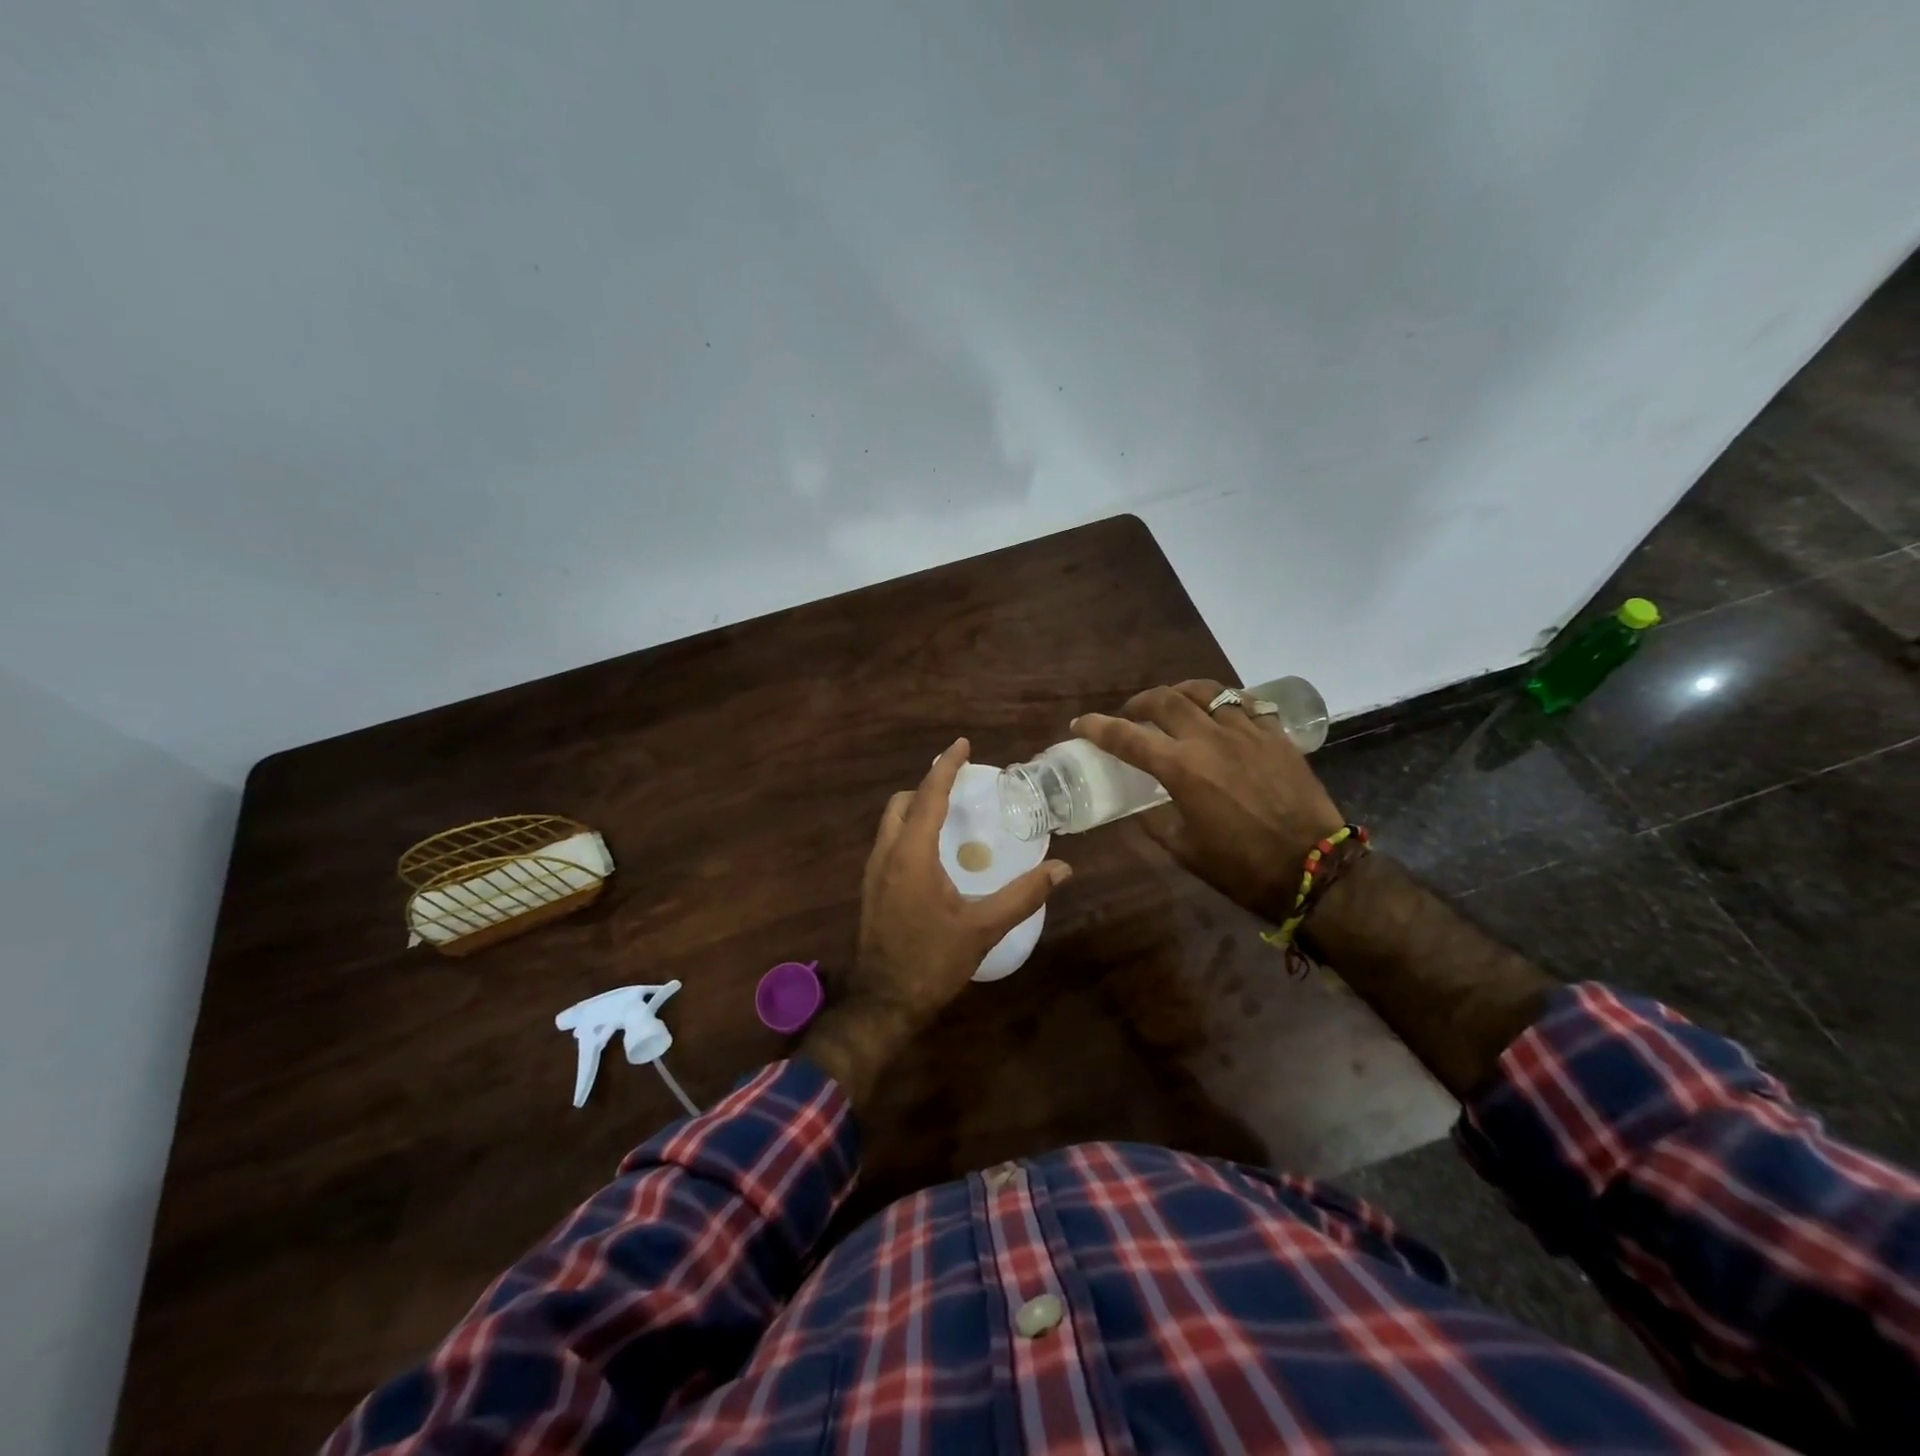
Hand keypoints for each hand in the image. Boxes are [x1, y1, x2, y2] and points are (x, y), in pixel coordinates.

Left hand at [801, 738, 1070, 1110]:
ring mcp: (873, 872)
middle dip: (928, 786)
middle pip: (903, 802)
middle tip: (960, 789)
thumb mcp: (983, 929)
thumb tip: (1062, 869)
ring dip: (916, 809)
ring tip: (950, 816)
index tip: (962, 744)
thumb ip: (1023, 895)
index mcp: (912, 855)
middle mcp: (886, 854)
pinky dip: (909, 831)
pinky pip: (888, 842)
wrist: (883, 1003)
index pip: (929, 795)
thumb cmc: (932, 962)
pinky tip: (933, 853)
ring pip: (891, 822)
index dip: (946, 766)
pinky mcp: (870, 889)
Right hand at [1073, 681, 1343, 922]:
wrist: (1314, 868)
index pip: (1127, 737)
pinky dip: (1222, 703)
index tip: (1080, 724)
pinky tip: (1219, 714)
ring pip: (1205, 691)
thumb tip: (1138, 808)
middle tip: (1131, 714)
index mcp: (1181, 769)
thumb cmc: (1241, 867)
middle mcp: (1209, 739)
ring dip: (1180, 693)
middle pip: (1164, 700)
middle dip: (1138, 702)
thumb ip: (1155, 822)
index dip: (1097, 727)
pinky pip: (1243, 703)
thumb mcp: (1184, 850)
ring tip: (1174, 704)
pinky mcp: (1275, 735)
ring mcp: (1246, 732)